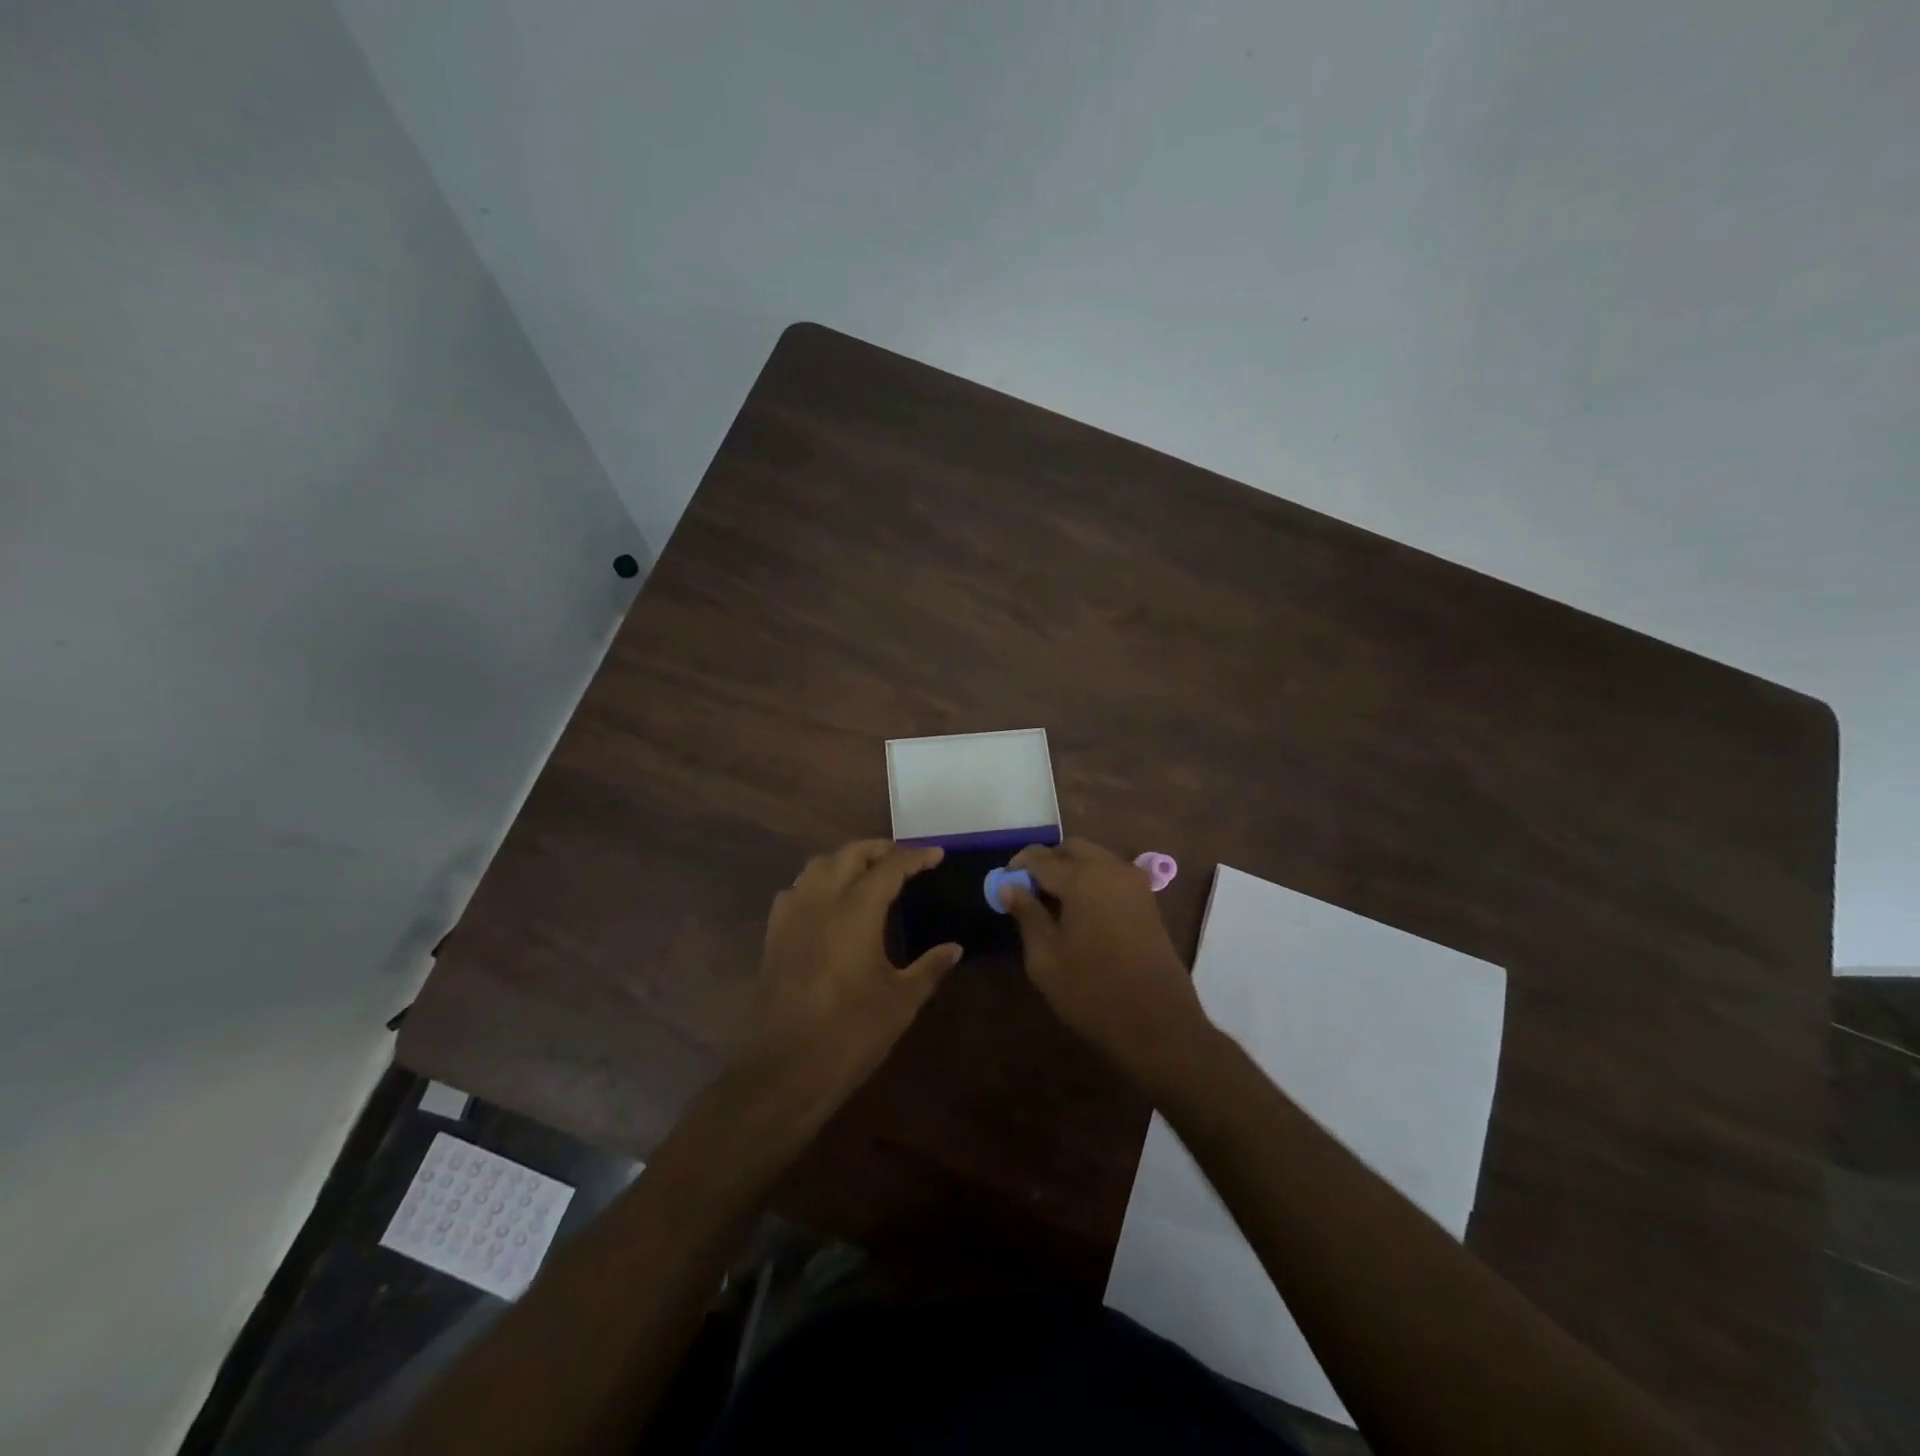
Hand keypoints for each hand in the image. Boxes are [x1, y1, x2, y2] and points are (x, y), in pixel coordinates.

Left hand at [735, 840, 960, 1125]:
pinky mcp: (774, 935)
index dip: (914, 857)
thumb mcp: (901, 1001)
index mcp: (855, 911)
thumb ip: (929, 967)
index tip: (936, 854)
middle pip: (849, 854)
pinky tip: (828, 901)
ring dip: (846, 860)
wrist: (785, 1070)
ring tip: (868, 872)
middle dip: (879, 849)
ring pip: (817, 865)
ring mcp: (792, 916)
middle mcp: (820, 901)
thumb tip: (954, 948)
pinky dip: (817, 881)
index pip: (889, 867)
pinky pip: (796, 889)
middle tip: (904, 858)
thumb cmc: (851, 1034)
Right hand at [1000, 839, 1209, 1083]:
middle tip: (1030, 891)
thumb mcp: (1045, 958)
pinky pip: (1113, 874)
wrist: (1158, 1023)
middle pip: (1072, 848)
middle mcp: (1110, 869)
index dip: (1017, 866)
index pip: (1040, 857)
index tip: (1004, 884)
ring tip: (1054, 903)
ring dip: (1072, 869)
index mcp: (1081, 878)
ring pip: (1095, 858)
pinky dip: (1093, 880)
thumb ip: (1026, 914)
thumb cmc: (1092, 991)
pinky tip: (1081, 911)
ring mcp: (1134, 883)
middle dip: (1048, 862)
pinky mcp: (1148, 900)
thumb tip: (1009, 886)